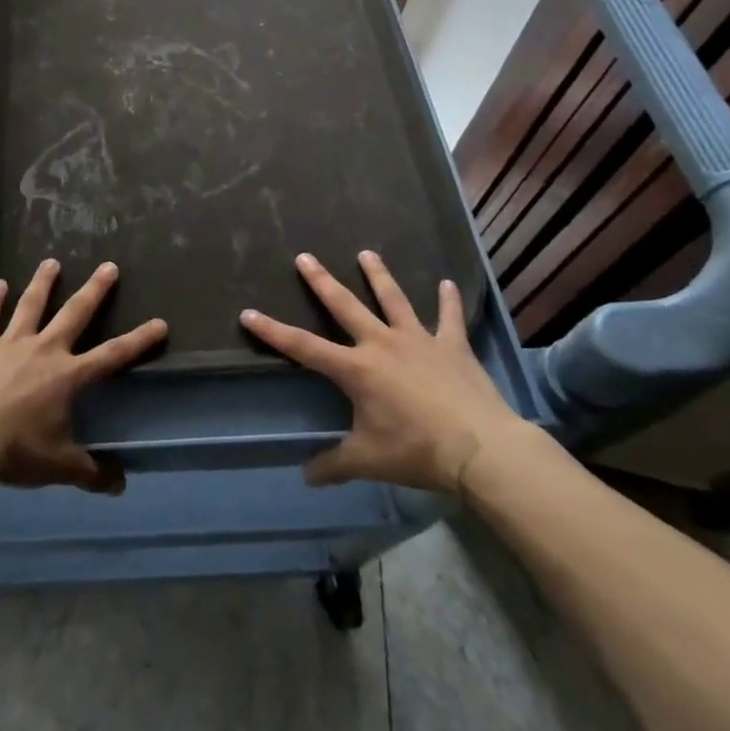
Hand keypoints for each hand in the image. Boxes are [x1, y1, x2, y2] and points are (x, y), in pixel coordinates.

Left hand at [0, 259, 166, 495]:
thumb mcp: (59, 467)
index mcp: (68, 376)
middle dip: (95, 290)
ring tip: (51, 262)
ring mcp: (10, 343)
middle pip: (75, 313)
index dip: (138, 340)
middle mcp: (44, 350)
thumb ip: (90, 473)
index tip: (160, 322)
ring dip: (43, 282)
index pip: (113, 356)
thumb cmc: (15, 452)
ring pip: (31, 304)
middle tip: (109, 266)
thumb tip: (120, 486)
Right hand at [240, 251, 531, 493]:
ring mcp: (419, 340)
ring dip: (379, 275)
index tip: (248, 313)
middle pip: (345, 305)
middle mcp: (382, 343)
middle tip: (305, 256)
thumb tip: (305, 477)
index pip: (303, 347)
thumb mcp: (368, 461)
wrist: (481, 449)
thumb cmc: (417, 452)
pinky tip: (447, 283)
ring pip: (393, 299)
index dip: (272, 331)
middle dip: (321, 281)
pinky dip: (448, 301)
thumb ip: (334, 465)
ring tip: (367, 253)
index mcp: (356, 369)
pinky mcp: (452, 346)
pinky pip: (449, 318)